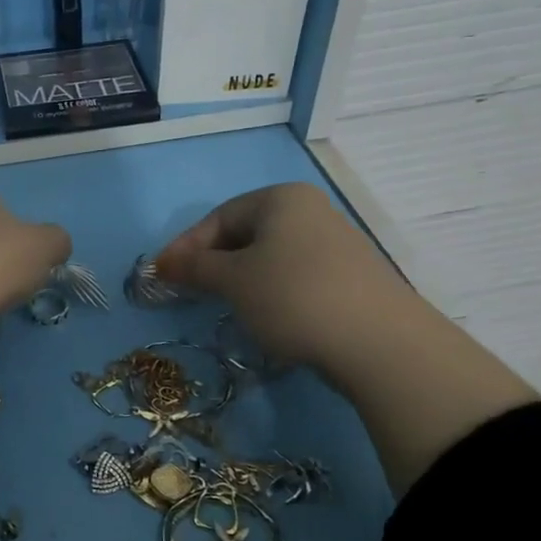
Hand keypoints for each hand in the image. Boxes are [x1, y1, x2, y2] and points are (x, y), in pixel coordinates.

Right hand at [152, 183, 410, 369]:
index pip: (218, 217)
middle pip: (244, 234)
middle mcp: (310, 211)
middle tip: (188, 292)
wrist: (378, 342)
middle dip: (212, 263)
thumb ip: (194, 267)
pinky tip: (265, 316)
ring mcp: (334, 243)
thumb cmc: (291, 296)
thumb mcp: (232, 280)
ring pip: (268, 257)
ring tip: (223, 306)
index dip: (185, 247)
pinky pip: (293, 276)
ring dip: (239, 280)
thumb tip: (162, 263)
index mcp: (281, 198)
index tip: (162, 276)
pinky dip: (269, 292)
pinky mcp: (348, 276)